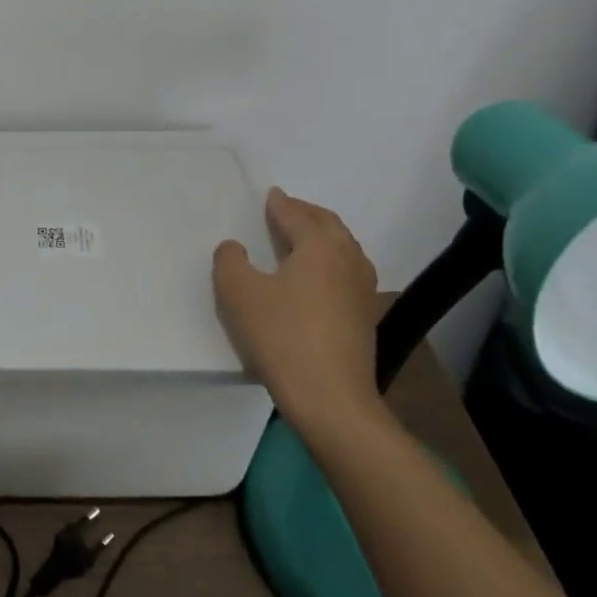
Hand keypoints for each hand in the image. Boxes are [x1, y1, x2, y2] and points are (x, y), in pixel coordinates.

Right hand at [213, 188, 389, 445]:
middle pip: (328, 225)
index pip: (296, 215)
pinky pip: (347, 273)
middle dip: (306, 214)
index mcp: (319, 246)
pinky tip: (316, 280)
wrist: (332, 401)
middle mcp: (347, 259)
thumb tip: (235, 248)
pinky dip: (330, 263)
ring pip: (343, 249)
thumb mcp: (239, 294)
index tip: (270, 195)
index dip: (279, 204)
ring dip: (322, 238)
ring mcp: (363, 290)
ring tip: (301, 241)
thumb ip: (230, 261)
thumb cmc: (283, 337)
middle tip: (286, 210)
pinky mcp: (365, 318)